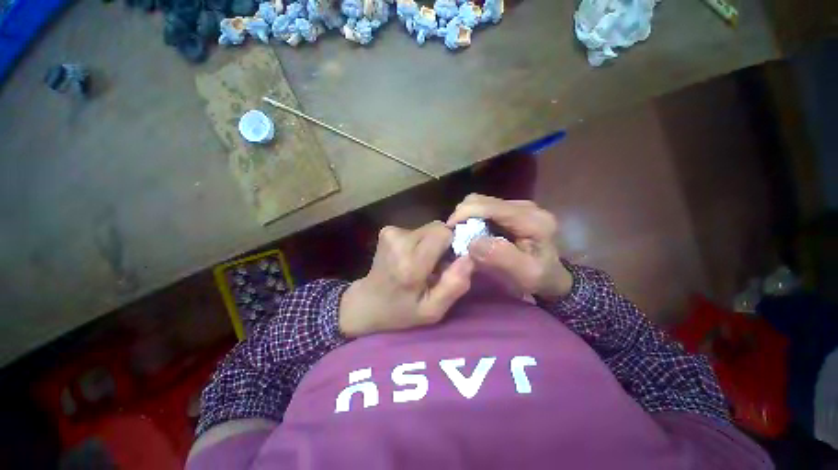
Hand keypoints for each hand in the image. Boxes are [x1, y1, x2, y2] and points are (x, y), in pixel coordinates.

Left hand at [339, 221, 474, 337]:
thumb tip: (470, 257)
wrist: (367, 302)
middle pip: (437, 228)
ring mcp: (391, 233)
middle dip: (443, 244)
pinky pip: (417, 230)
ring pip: (428, 228)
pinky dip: (419, 243)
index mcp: (410, 263)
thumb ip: (454, 285)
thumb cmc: (401, 311)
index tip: (449, 262)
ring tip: (422, 263)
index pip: (443, 233)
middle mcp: (399, 241)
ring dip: (431, 244)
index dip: (453, 245)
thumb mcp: (432, 310)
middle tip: (436, 265)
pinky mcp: (387, 230)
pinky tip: (410, 258)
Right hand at [447, 194, 571, 300]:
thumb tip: (472, 243)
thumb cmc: (540, 279)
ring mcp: (519, 206)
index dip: (465, 213)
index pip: (490, 206)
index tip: (448, 230)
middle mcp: (526, 207)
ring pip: (481, 202)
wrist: (553, 277)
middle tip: (454, 235)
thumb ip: (501, 258)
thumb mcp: (526, 275)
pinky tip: (471, 232)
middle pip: (482, 200)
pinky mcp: (512, 210)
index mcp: (532, 220)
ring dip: (466, 216)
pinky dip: (472, 218)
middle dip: (463, 215)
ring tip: (461, 234)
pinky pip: (485, 208)